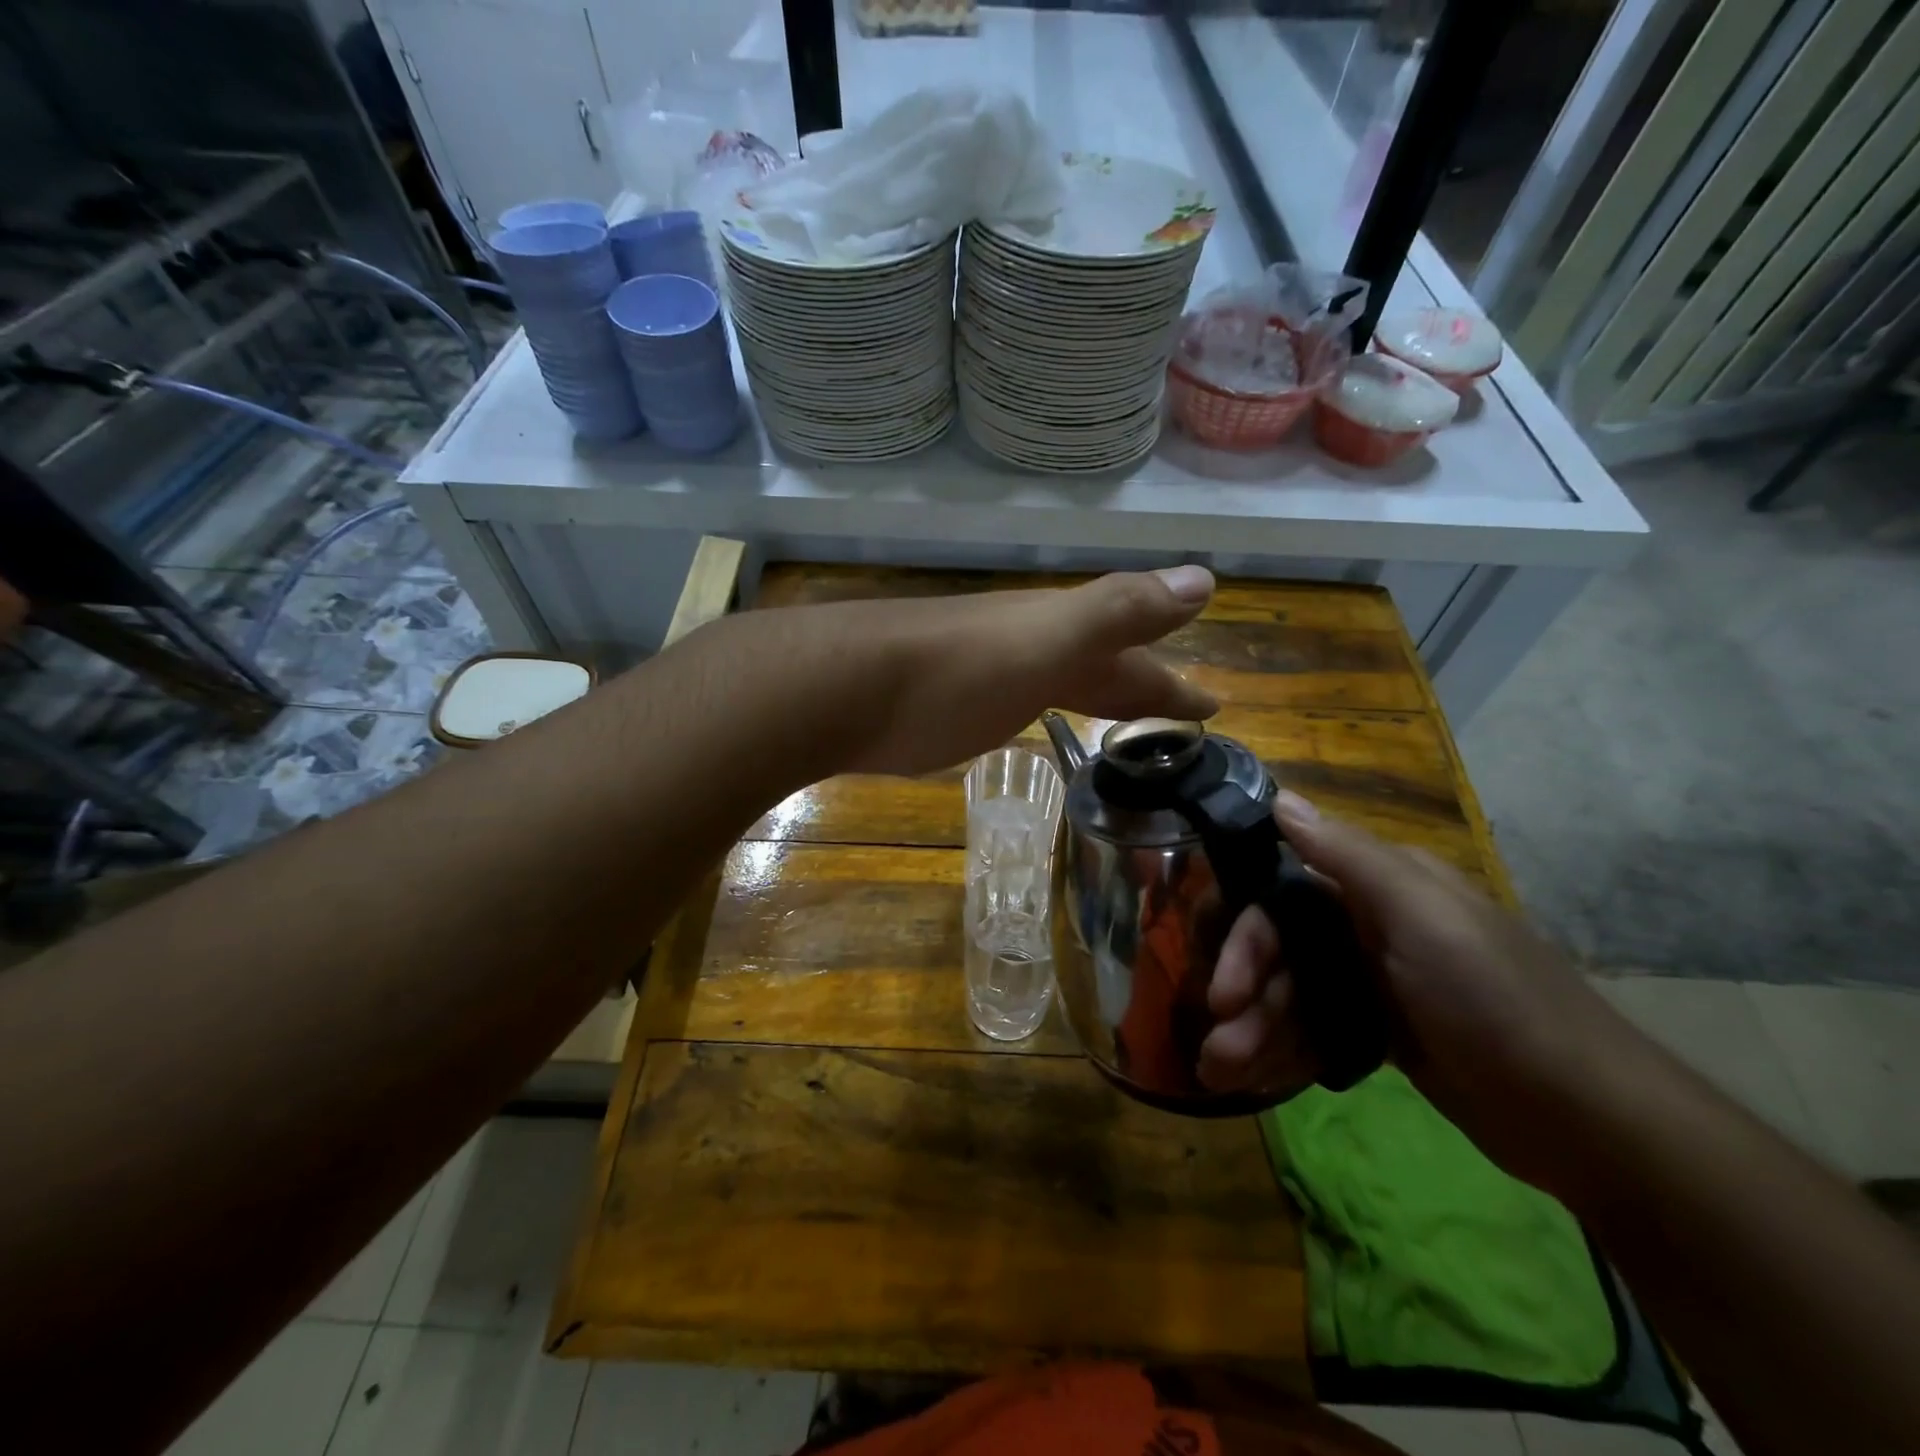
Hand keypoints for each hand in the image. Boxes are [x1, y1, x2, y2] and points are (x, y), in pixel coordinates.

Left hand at [844, 565, 1219, 776]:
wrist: (842, 687)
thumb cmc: (952, 673)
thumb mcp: (1045, 639)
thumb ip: (1118, 612)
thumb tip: (1204, 578)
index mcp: (1056, 634)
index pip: (1133, 655)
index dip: (1172, 682)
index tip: (1215, 707)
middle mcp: (1026, 647)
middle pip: (1098, 664)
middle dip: (1143, 687)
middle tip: (1186, 719)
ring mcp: (985, 674)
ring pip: (1058, 680)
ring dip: (1096, 694)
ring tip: (1125, 721)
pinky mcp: (949, 704)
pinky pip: (1018, 701)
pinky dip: (1045, 708)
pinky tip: (1038, 718)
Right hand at [1198, 794, 1632, 1187]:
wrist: (1589, 1119)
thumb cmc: (1496, 1002)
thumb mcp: (1424, 918)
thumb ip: (1348, 856)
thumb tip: (1281, 798)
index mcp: (1379, 887)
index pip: (1281, 897)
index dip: (1246, 942)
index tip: (1223, 994)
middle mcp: (1370, 924)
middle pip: (1280, 952)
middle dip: (1247, 999)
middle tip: (1220, 1052)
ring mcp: (1377, 981)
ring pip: (1293, 996)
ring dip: (1257, 1033)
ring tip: (1226, 1076)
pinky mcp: (1383, 1031)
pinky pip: (1316, 1030)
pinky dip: (1286, 1051)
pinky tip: (1259, 1079)